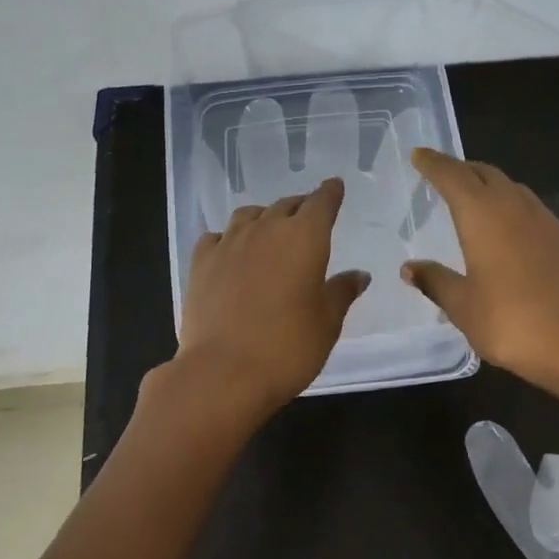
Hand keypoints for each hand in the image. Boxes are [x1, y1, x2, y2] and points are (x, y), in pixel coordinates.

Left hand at [174, 178, 368, 417]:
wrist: (223, 371)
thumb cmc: (288, 348)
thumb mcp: (327, 323)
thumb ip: (341, 293)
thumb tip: (358, 275)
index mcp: (304, 238)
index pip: (321, 203)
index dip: (330, 194)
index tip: (335, 187)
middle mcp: (265, 230)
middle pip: (286, 206)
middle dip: (300, 207)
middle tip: (308, 215)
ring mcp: (229, 244)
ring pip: (249, 215)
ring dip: (264, 217)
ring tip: (269, 229)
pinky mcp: (200, 263)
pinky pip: (217, 237)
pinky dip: (229, 238)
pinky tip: (231, 251)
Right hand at [403, 148, 558, 404]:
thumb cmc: (513, 324)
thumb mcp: (464, 307)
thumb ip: (436, 282)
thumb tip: (410, 267)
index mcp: (483, 217)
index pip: (453, 177)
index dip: (434, 164)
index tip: (419, 154)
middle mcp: (515, 208)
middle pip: (485, 174)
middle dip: (461, 169)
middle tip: (441, 174)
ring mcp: (545, 222)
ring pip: (511, 188)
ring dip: (488, 184)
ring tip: (471, 197)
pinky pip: (530, 207)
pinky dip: (510, 204)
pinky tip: (507, 228)